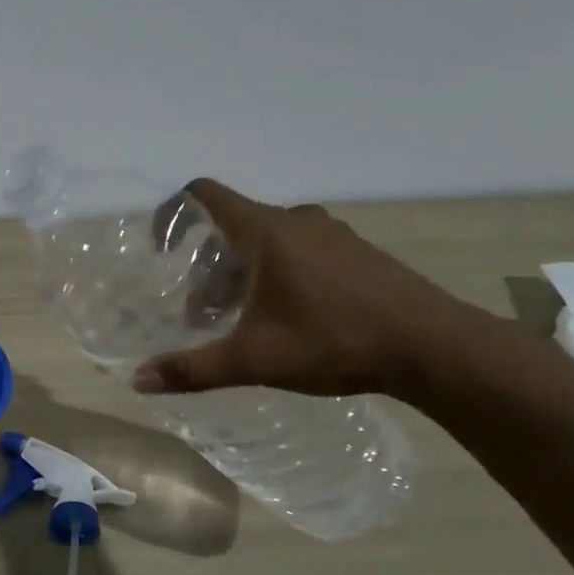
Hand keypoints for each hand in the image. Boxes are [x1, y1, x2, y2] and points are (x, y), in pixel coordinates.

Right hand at [132, 179, 491, 400]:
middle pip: (232, 225)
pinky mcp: (356, 254)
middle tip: (199, 309)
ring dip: (239, 273)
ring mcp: (332, 235)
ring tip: (236, 319)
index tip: (160, 249)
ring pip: (266, 241)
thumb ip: (193, 368)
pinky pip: (298, 251)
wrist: (435, 348)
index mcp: (266, 231)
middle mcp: (297, 221)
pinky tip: (282, 318)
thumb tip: (138, 380)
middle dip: (205, 264)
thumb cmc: (334, 340)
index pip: (205, 194)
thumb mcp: (253, 359)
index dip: (173, 212)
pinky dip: (274, 275)